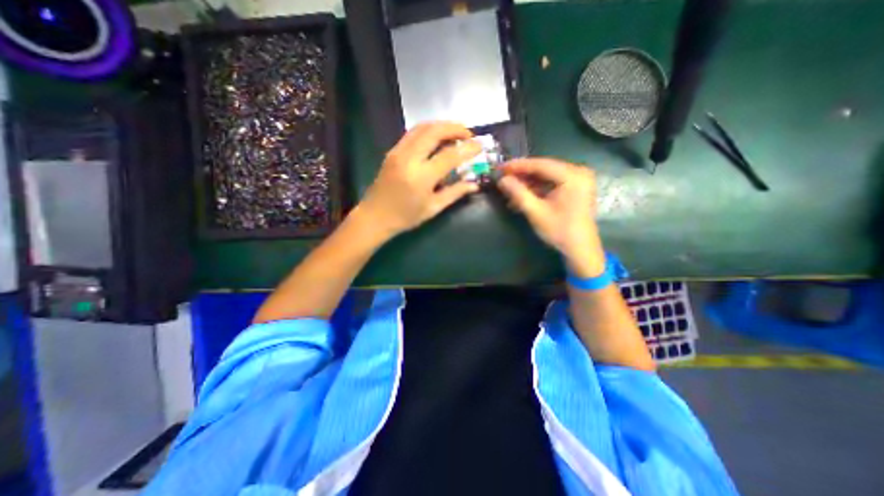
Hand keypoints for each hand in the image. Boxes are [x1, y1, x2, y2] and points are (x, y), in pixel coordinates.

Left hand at [355, 121, 479, 235]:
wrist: (375, 216)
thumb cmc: (405, 217)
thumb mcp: (433, 208)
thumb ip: (454, 193)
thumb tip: (474, 185)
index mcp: (421, 177)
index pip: (449, 155)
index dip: (467, 148)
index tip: (480, 145)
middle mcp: (409, 159)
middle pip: (434, 131)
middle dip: (454, 128)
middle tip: (468, 134)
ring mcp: (398, 152)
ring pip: (422, 127)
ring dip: (441, 126)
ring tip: (455, 132)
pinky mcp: (392, 151)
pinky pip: (413, 133)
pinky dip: (428, 130)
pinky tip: (437, 137)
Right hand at [500, 157, 604, 275]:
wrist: (580, 249)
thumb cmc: (560, 231)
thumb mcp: (536, 212)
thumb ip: (518, 194)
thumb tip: (502, 180)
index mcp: (573, 176)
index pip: (540, 165)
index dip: (518, 166)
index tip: (500, 168)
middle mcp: (578, 172)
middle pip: (544, 168)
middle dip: (522, 174)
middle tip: (503, 177)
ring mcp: (578, 180)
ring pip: (546, 176)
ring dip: (528, 182)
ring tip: (509, 189)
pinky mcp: (575, 188)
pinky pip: (552, 183)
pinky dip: (537, 188)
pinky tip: (522, 195)